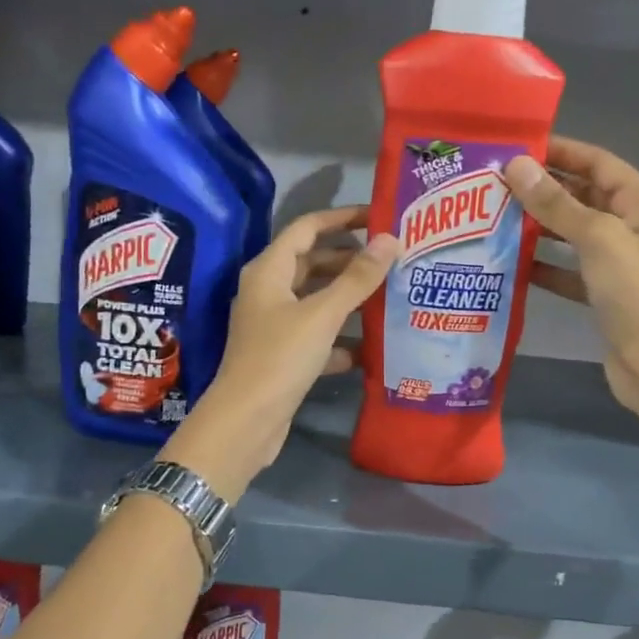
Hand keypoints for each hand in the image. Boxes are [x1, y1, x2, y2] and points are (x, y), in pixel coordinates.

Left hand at [162, 206, 400, 496]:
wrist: (246, 421)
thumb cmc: (280, 357)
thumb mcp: (322, 314)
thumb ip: (357, 278)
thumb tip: (390, 239)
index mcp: (269, 271)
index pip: (306, 228)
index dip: (341, 218)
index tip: (378, 217)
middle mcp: (268, 291)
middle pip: (312, 263)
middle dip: (350, 259)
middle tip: (392, 258)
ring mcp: (274, 325)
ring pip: (316, 300)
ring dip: (349, 298)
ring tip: (391, 294)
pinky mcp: (282, 355)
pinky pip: (317, 335)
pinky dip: (340, 337)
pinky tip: (370, 346)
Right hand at [503, 138, 638, 428]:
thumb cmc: (635, 292)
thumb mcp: (597, 238)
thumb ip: (556, 203)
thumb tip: (517, 166)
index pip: (598, 163)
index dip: (560, 152)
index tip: (517, 149)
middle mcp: (634, 226)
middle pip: (584, 196)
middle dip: (543, 190)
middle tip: (496, 184)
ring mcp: (619, 261)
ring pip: (573, 233)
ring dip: (539, 226)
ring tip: (495, 217)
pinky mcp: (603, 293)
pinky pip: (568, 269)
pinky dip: (543, 265)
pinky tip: (511, 261)